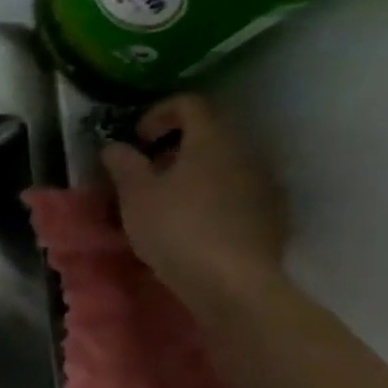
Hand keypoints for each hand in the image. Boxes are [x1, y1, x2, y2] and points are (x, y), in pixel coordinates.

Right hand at [99, 94, 285, 313]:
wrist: (232, 283)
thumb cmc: (175, 227)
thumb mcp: (134, 193)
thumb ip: (123, 163)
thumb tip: (115, 146)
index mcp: (212, 141)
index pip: (190, 104)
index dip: (159, 113)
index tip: (137, 138)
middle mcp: (245, 154)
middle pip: (210, 134)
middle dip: (175, 147)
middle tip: (146, 171)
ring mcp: (264, 186)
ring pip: (224, 165)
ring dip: (194, 173)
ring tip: (166, 200)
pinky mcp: (271, 216)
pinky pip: (237, 192)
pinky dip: (212, 197)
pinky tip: (192, 223)